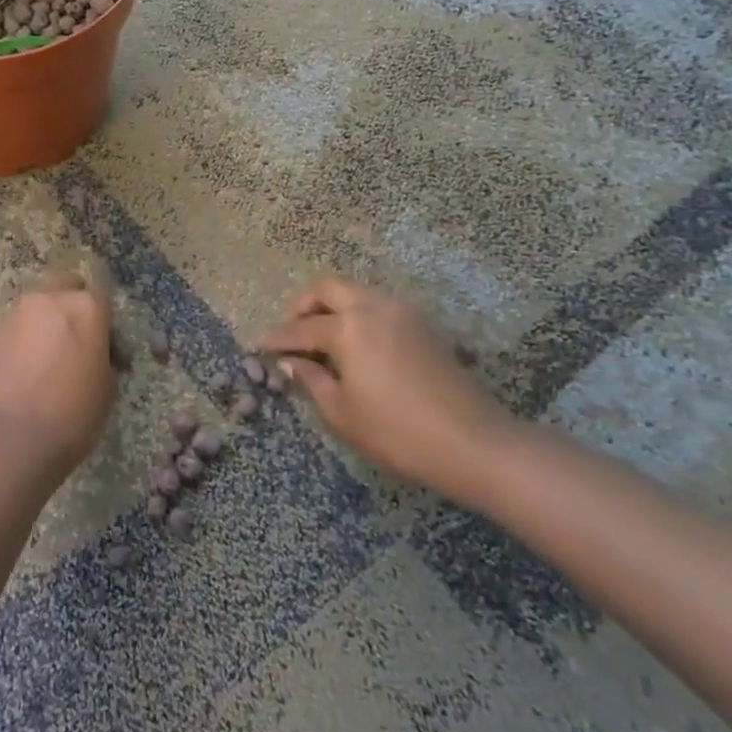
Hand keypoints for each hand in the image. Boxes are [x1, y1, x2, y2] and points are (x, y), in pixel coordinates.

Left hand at [0, 270, 114, 478]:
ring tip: (48, 363)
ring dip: (45, 324)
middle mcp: (49, 300)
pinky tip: (25, 373)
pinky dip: (23, 342)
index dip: (107, 320)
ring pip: (37, 308)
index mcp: (85, 307)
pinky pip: (16, 330)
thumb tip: (93, 354)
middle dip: (72, 306)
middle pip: (65, 286)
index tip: (109, 349)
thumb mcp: (106, 388)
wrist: (6, 438)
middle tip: (77, 342)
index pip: (102, 293)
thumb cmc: (70, 413)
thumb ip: (102, 358)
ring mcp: (15, 315)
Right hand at [260, 277, 507, 496]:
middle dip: (303, 305)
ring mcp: (402, 313)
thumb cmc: (397, 432)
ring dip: (332, 307)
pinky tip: (353, 345)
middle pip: (329, 288)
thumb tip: (290, 362)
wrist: (473, 442)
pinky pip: (377, 307)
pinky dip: (356, 315)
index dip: (276, 338)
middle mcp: (373, 307)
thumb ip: (311, 380)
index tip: (257, 344)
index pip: (301, 328)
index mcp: (348, 326)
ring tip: (320, 338)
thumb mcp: (341, 413)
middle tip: (291, 332)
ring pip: (356, 293)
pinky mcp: (422, 326)